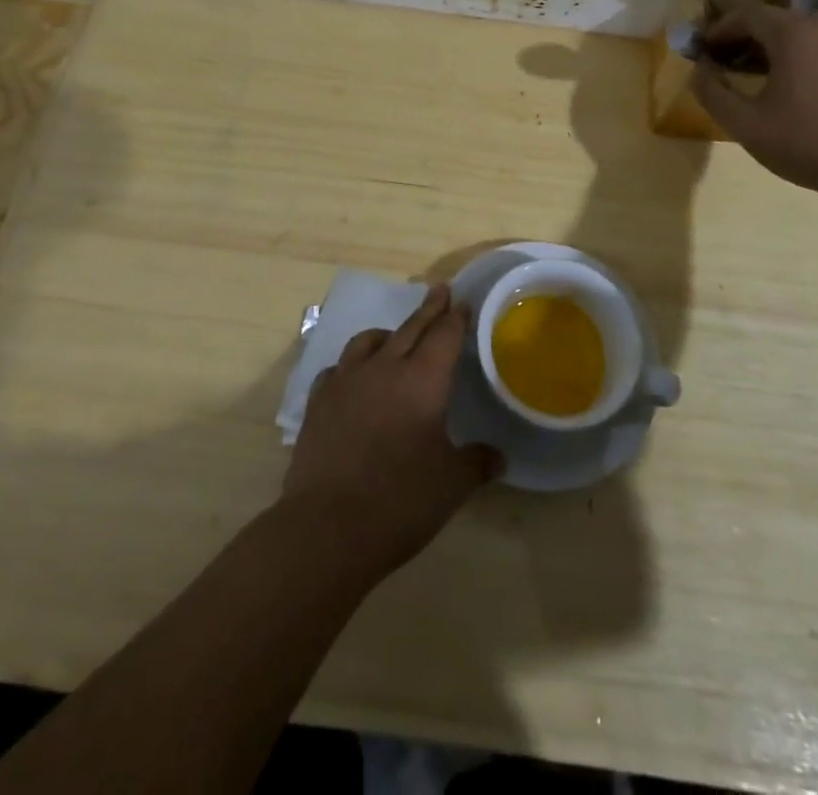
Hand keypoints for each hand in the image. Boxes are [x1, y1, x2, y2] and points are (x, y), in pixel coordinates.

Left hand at [282, 285, 499, 578]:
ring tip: (395, 336)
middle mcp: (384, 368)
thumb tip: (498, 456)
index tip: (462, 302)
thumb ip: (476, 462)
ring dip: (388, 334)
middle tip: (440, 290)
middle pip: (411, 328)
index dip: (456, 318)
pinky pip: (339, 369)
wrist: (328, 526)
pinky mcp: (319, 402)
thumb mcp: (451, 484)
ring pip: (369, 341)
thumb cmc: (400, 501)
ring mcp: (346, 382)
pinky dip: (353, 366)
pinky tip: (354, 379)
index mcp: (422, 380)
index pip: (444, 336)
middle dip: (429, 309)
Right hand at [691, 3, 817, 196]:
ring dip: (785, 42)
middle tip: (731, 60)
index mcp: (792, 34)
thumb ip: (713, 93)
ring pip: (812, 30)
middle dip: (750, 34)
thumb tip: (699, 70)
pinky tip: (817, 76)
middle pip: (780, 18)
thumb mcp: (744, 124)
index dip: (721, 28)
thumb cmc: (804, 142)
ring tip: (771, 69)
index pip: (748, 14)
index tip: (705, 49)